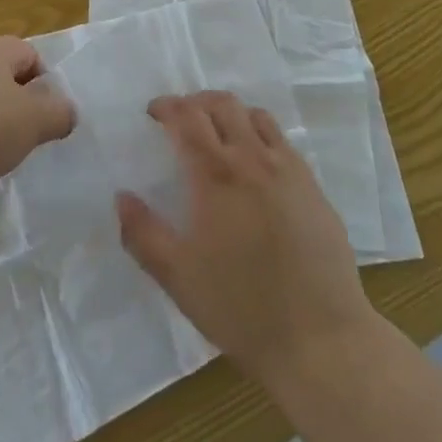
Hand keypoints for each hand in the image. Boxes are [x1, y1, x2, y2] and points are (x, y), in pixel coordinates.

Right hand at [117, 91, 374, 385]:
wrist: (320, 339)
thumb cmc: (241, 308)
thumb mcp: (178, 277)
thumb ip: (143, 234)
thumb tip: (121, 197)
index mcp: (216, 175)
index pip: (187, 118)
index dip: (167, 107)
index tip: (153, 113)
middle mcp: (253, 159)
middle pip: (223, 105)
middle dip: (196, 102)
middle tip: (181, 118)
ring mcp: (288, 169)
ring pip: (256, 116)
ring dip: (230, 113)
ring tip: (218, 132)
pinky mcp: (314, 187)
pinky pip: (283, 141)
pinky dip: (260, 134)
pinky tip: (256, 163)